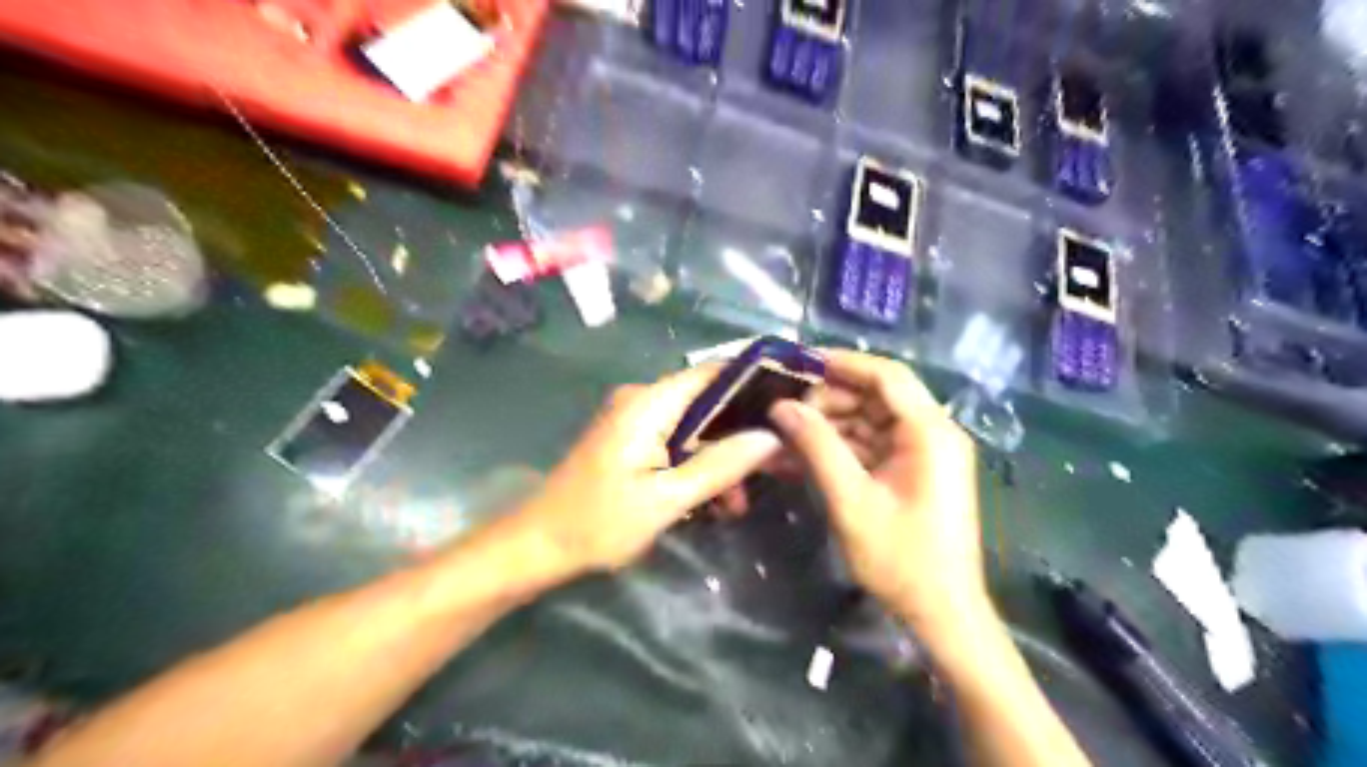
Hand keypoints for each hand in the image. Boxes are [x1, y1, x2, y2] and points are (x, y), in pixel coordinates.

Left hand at [512, 366, 779, 573]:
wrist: (539, 545)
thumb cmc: (599, 522)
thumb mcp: (667, 499)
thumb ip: (720, 465)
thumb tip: (772, 438)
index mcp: (649, 403)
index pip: (714, 372)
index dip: (755, 381)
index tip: (793, 402)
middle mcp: (644, 400)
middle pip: (709, 402)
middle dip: (743, 434)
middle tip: (778, 466)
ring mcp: (637, 421)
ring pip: (697, 427)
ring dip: (722, 459)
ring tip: (739, 503)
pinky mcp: (634, 441)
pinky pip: (679, 443)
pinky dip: (699, 467)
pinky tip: (715, 502)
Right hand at [764, 354, 989, 639]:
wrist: (942, 613)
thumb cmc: (901, 558)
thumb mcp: (851, 500)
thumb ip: (817, 446)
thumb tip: (781, 406)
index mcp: (929, 431)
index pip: (886, 375)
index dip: (842, 363)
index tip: (799, 363)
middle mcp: (933, 432)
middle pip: (877, 396)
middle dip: (829, 400)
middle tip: (785, 413)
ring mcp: (925, 453)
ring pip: (871, 420)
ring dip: (830, 426)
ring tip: (786, 436)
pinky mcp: (915, 472)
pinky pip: (873, 446)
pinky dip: (842, 448)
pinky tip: (805, 456)